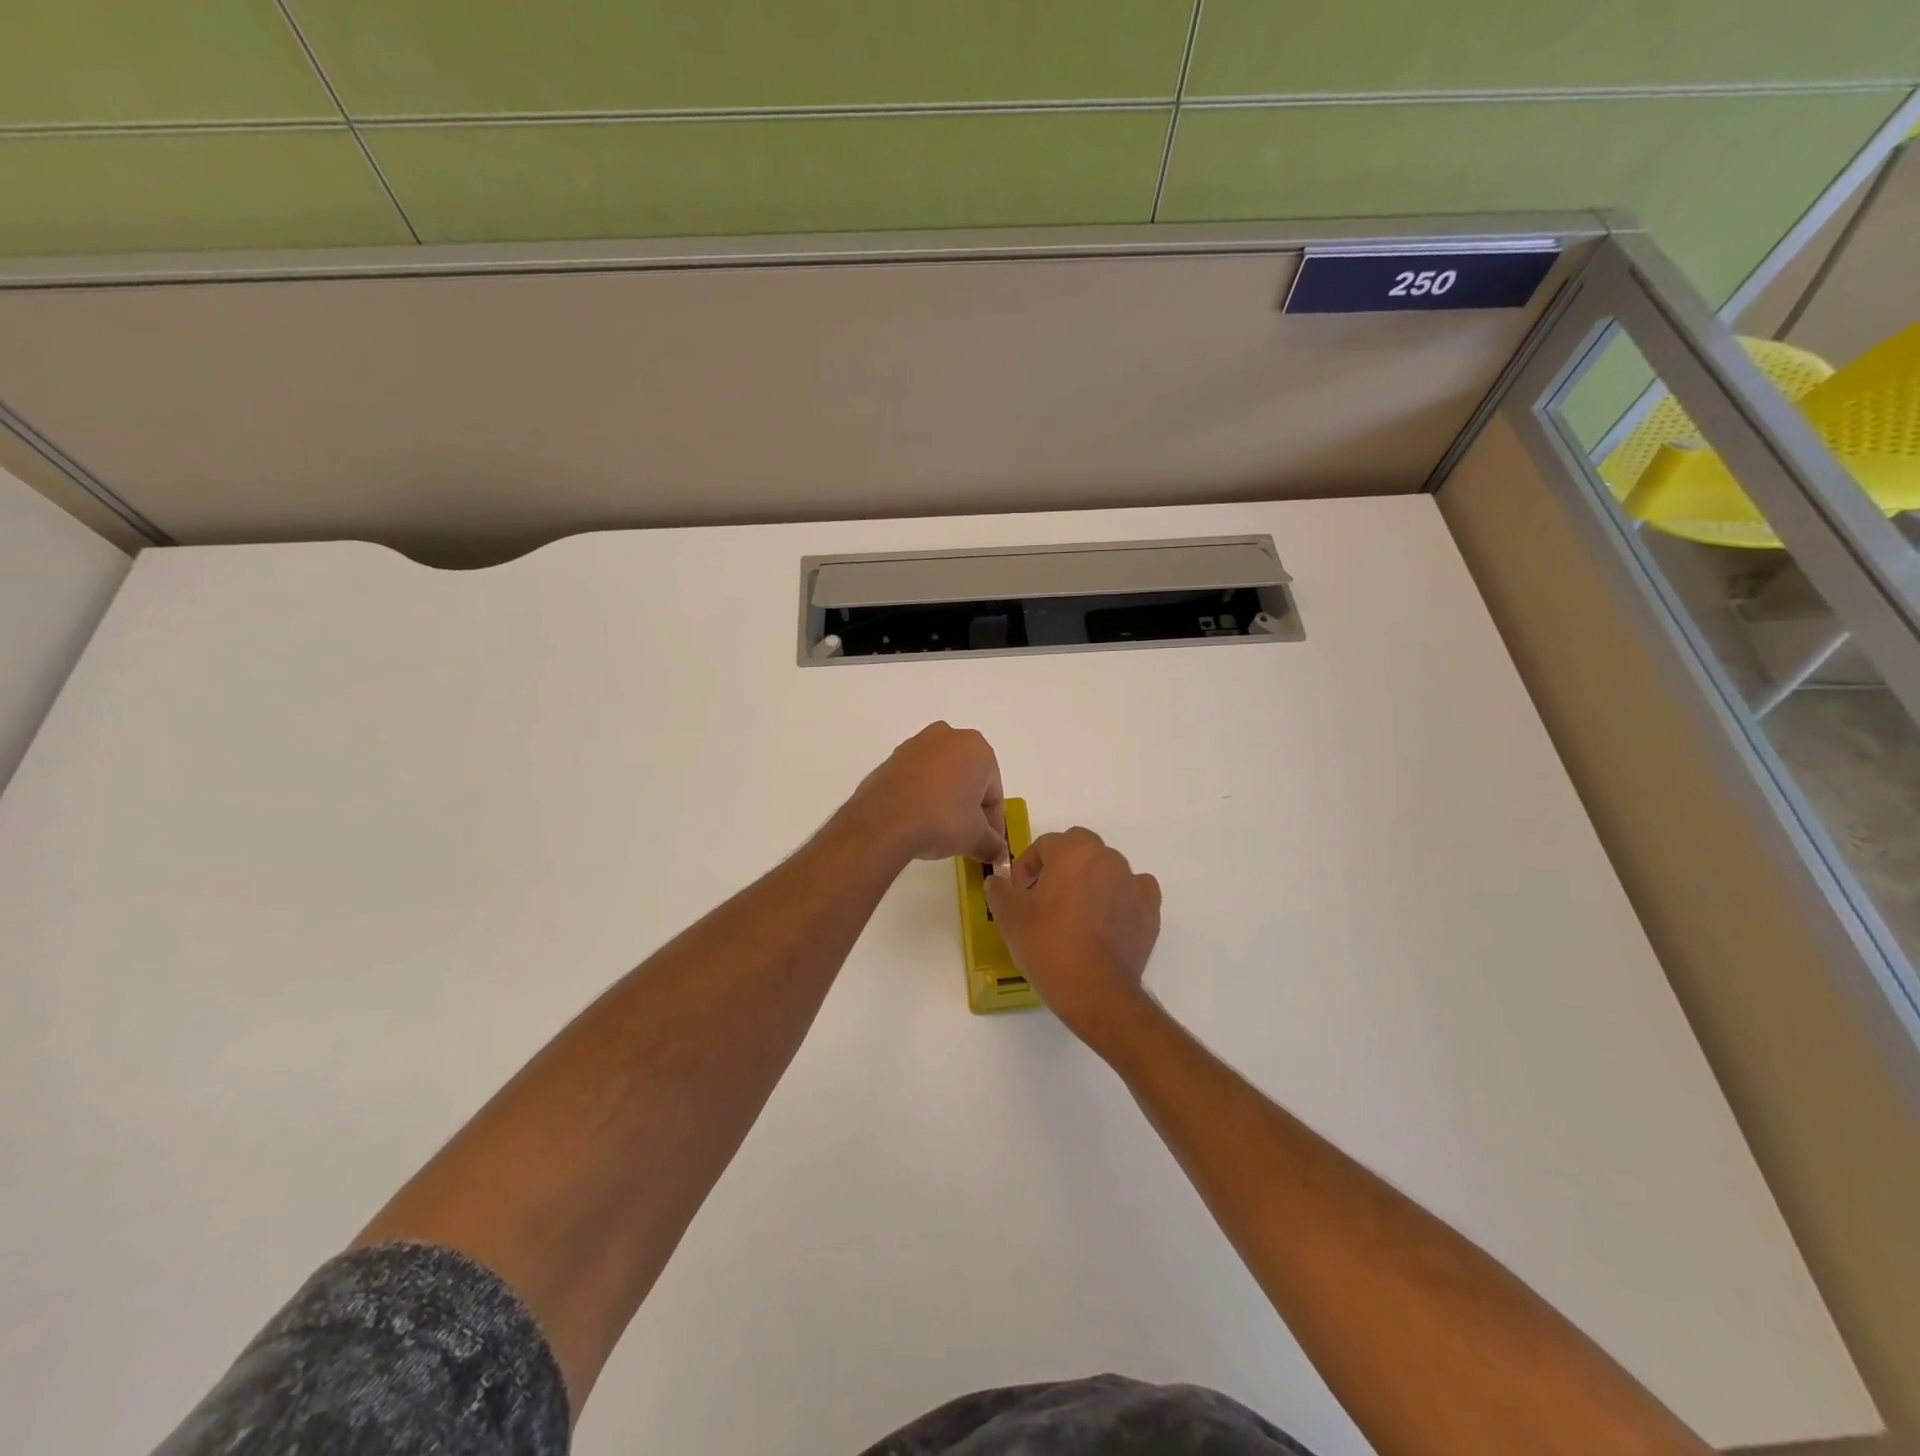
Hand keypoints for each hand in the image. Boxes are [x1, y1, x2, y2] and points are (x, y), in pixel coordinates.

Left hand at [848, 722, 1006, 864]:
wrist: (883, 821)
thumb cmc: (942, 820)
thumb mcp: (975, 838)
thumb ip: (993, 845)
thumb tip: (998, 853)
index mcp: (976, 748)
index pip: (994, 791)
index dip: (993, 821)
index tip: (989, 843)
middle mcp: (948, 736)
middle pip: (968, 778)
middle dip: (969, 805)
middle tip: (967, 835)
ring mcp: (916, 744)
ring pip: (942, 775)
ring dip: (946, 798)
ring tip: (940, 829)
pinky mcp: (892, 757)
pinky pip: (918, 777)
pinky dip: (922, 795)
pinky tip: (918, 819)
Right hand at [985, 828, 1160, 1043]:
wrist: (1096, 991)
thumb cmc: (1048, 945)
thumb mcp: (1010, 916)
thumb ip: (999, 890)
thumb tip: (997, 881)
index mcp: (1074, 850)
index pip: (1045, 845)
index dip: (1026, 866)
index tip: (1018, 892)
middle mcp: (1109, 858)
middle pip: (1078, 852)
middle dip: (1059, 869)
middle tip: (1043, 899)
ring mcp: (1133, 883)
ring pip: (1106, 871)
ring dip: (1089, 883)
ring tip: (1073, 916)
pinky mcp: (1150, 911)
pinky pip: (1132, 893)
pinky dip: (1119, 899)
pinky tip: (1105, 921)